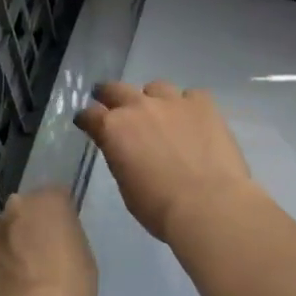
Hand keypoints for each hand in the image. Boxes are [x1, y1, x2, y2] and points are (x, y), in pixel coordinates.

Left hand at [0, 189, 97, 295]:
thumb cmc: (70, 289)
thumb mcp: (84, 257)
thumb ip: (65, 238)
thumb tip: (52, 240)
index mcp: (51, 199)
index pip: (56, 197)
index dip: (58, 219)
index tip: (61, 240)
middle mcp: (16, 204)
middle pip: (25, 210)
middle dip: (29, 227)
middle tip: (37, 257)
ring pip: (1, 231)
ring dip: (7, 245)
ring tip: (15, 277)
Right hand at [74, 82, 254, 242]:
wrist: (208, 204)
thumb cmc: (160, 207)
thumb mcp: (126, 185)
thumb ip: (121, 157)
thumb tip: (126, 149)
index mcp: (114, 129)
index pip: (90, 114)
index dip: (87, 118)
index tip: (87, 122)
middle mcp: (139, 106)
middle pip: (117, 89)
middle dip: (110, 95)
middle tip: (110, 101)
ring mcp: (173, 101)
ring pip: (156, 87)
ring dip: (152, 99)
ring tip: (160, 113)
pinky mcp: (203, 103)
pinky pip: (191, 96)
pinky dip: (188, 105)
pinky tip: (193, 120)